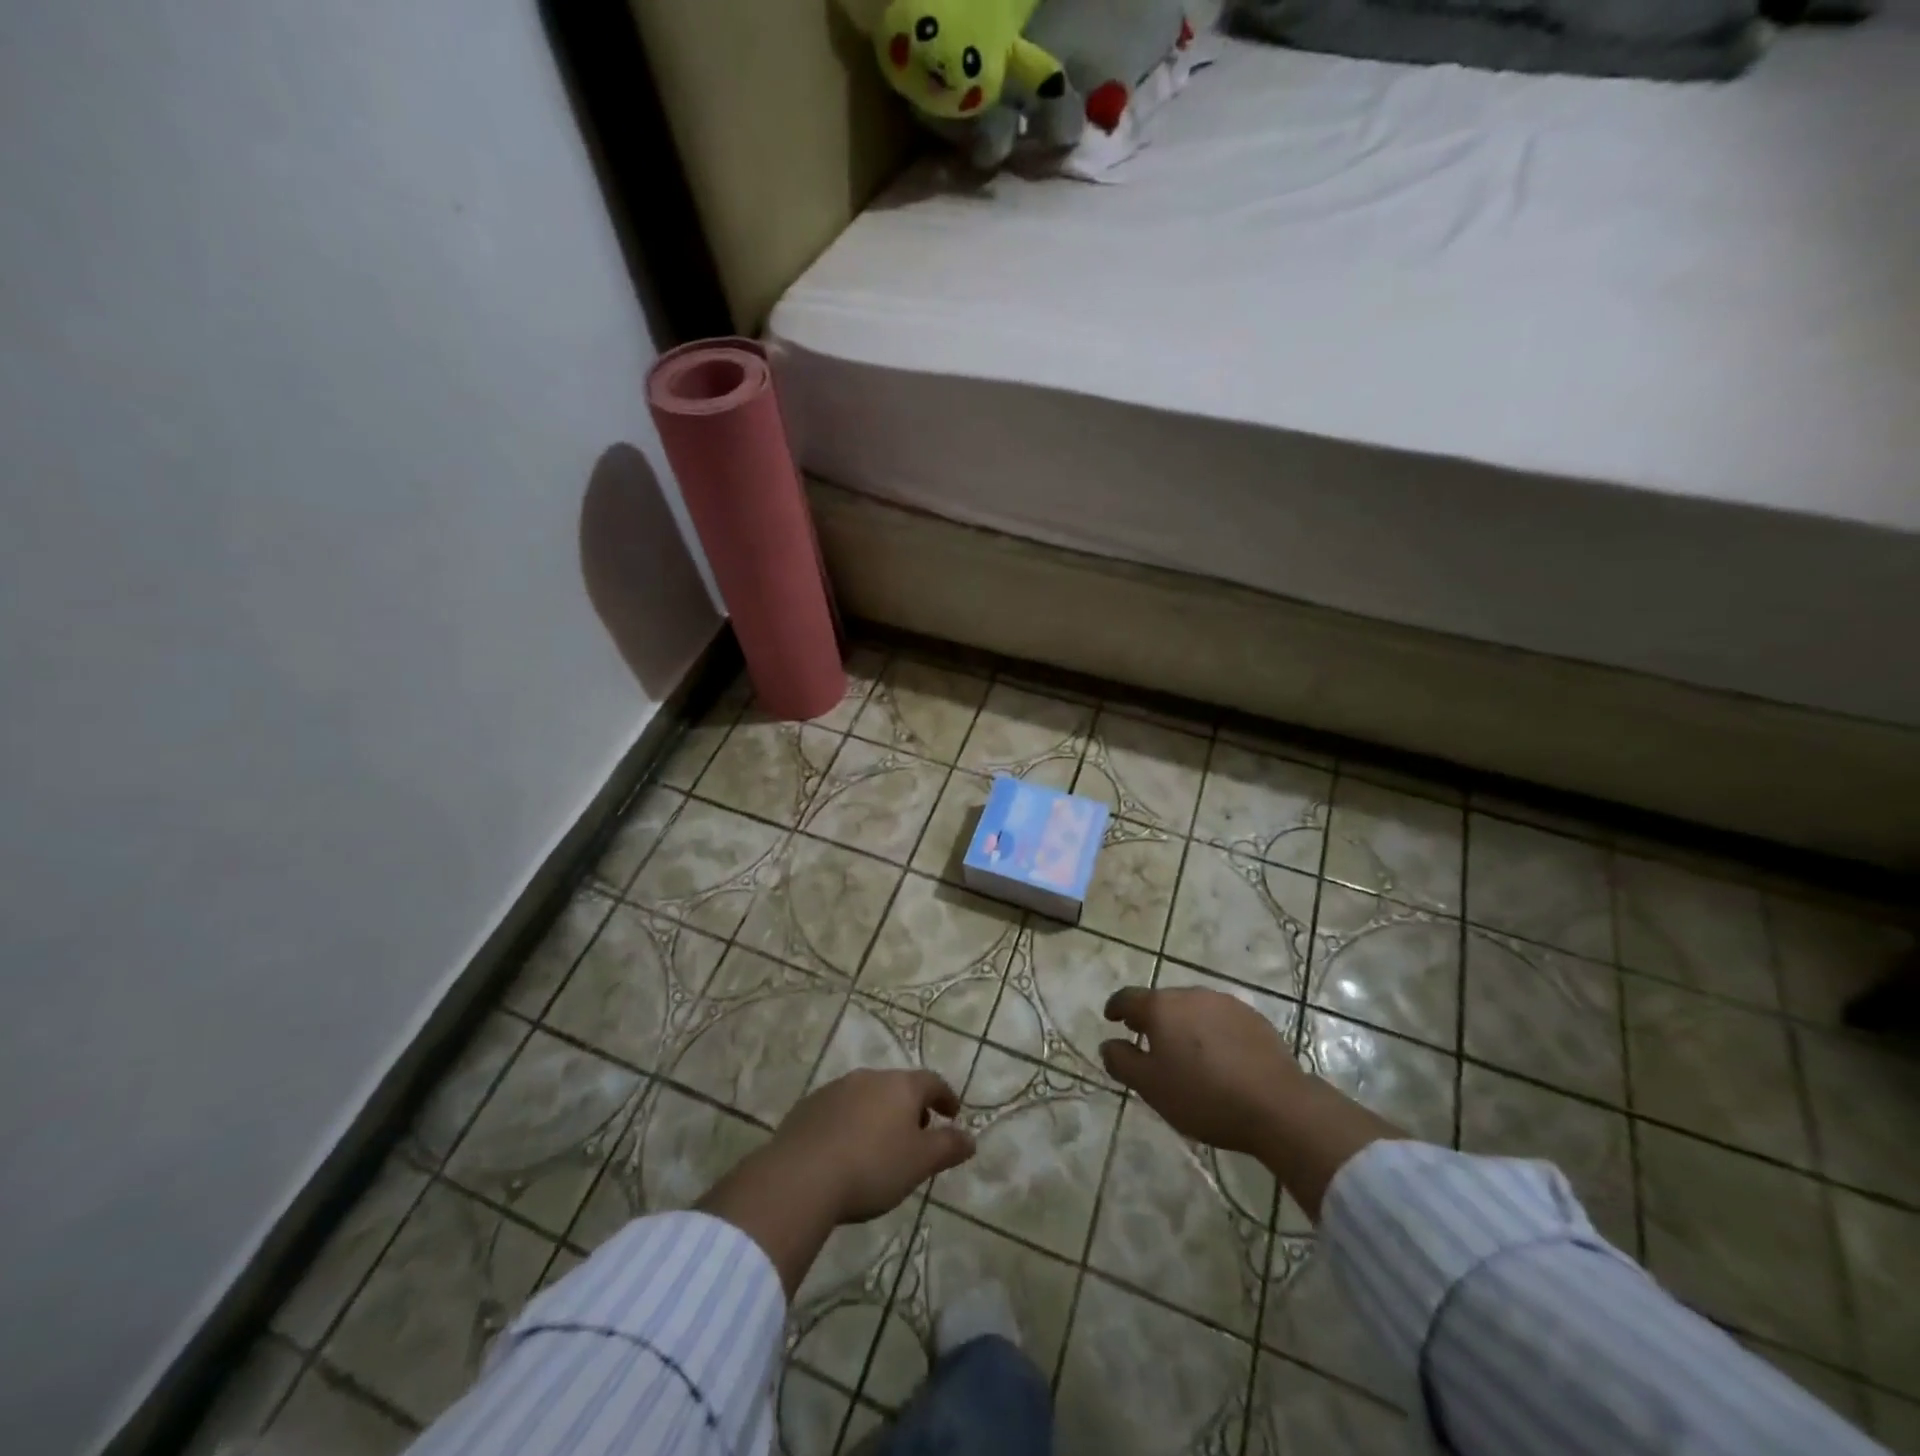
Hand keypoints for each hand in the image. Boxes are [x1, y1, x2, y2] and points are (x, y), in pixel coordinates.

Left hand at [768, 1068, 976, 1222]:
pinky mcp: (809, 1106)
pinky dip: (850, 1123)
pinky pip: (839, 1109)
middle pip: (898, 1086)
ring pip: (867, 1096)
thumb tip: (971, 1138)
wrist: (801, 1177)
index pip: (932, 1082)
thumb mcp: (919, 1164)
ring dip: (879, 1114)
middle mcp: (869, 1077)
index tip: (953, 1114)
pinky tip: (846, 1150)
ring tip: (881, 1145)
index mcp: (900, 1086)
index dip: (946, 1097)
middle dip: (911, 1107)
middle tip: (917, 1133)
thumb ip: (948, 1148)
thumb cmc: (872, 1167)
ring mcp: (836, 1088)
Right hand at [1099, 984, 1405, 1224]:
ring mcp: (1225, 1003)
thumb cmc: (1203, 1096)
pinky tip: (1219, 1058)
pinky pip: (1220, 1019)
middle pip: (1162, 1001)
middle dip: (1152, 1018)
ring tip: (1186, 1053)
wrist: (1277, 1105)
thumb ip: (1122, 1062)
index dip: (1116, 1008)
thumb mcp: (1151, 1087)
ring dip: (1183, 1024)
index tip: (1112, 1019)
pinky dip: (1211, 1032)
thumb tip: (1108, 1044)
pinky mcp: (1253, 1017)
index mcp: (1161, 1007)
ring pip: (1192, 1008)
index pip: (1127, 998)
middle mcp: (1190, 994)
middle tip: (1149, 1043)